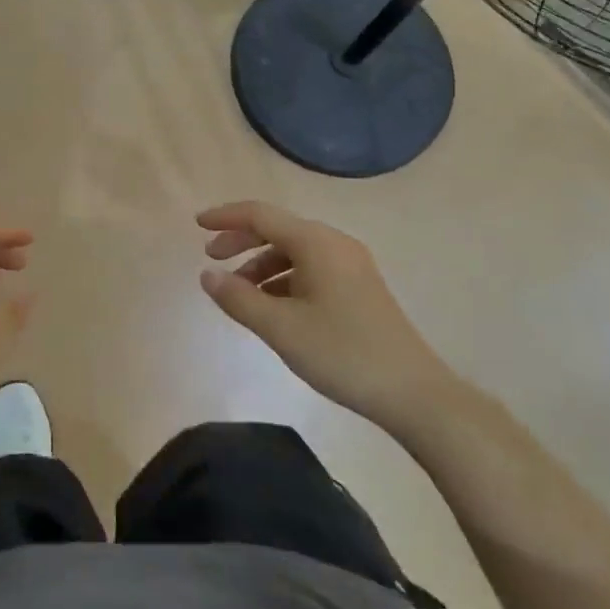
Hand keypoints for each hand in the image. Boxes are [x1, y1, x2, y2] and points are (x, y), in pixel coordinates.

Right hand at [197, 201, 455, 424]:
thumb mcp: (281, 328)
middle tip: (211, 259)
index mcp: (316, 243)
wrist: (414, 393)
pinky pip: (310, 270)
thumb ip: (238, 298)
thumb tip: (207, 275)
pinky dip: (283, 280)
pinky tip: (271, 307)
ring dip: (261, 265)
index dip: (226, 217)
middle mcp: (334, 244)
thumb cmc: (342, 353)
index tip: (196, 225)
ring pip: (294, 252)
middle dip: (241, 241)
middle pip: (277, 230)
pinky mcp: (358, 287)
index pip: (261, 215)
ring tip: (239, 293)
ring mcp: (350, 265)